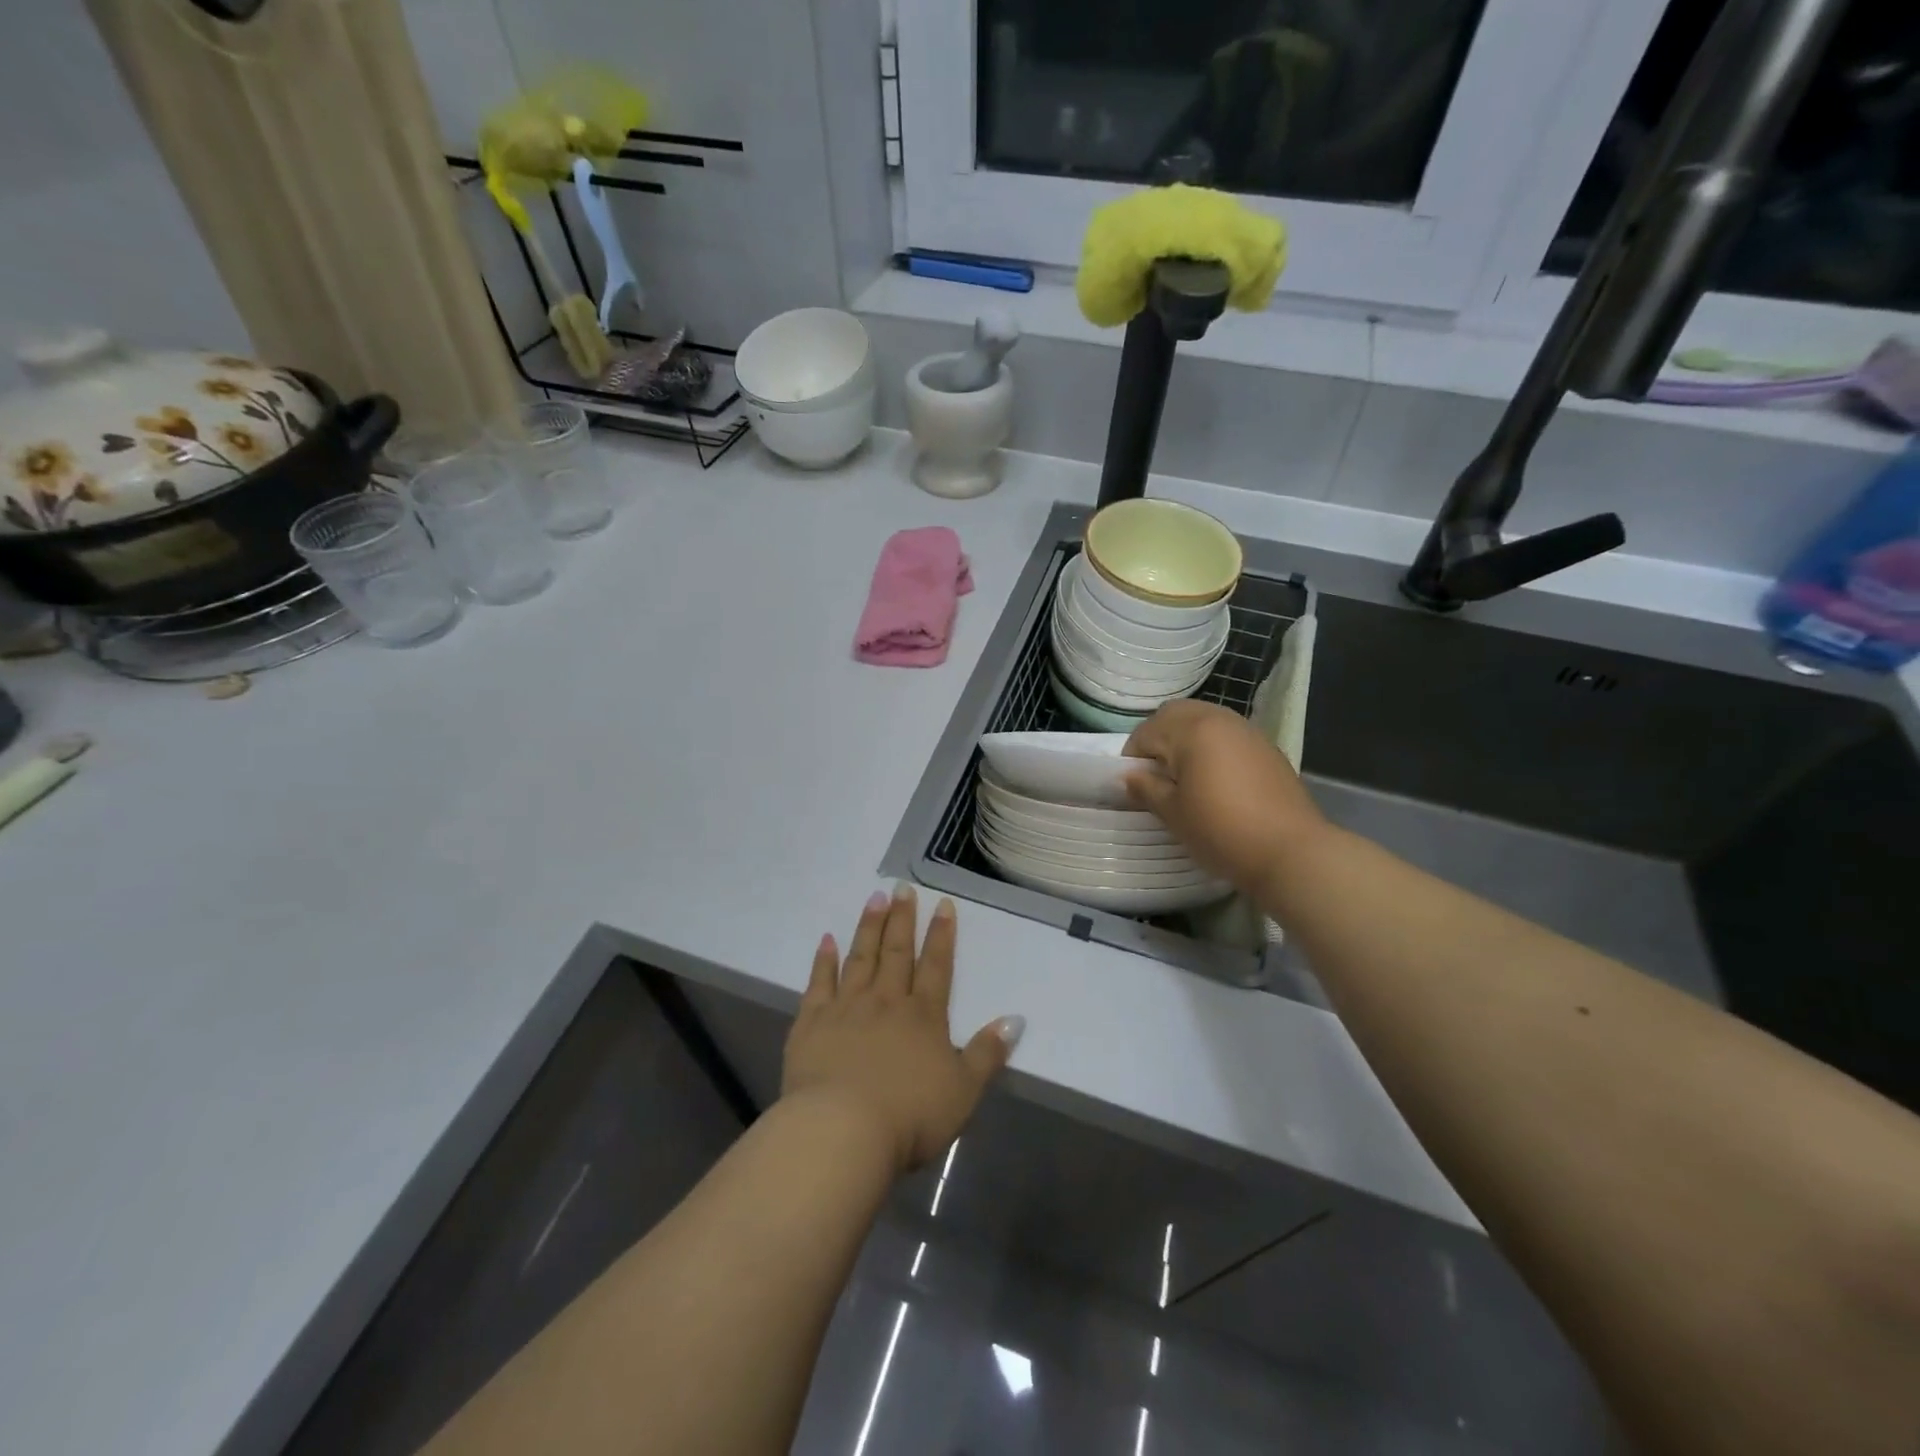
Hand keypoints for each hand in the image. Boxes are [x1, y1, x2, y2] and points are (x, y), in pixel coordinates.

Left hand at [783, 885, 1022, 1173]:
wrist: (842, 1130)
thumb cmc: (910, 1116)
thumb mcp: (963, 1091)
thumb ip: (989, 1053)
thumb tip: (1016, 1019)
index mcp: (923, 1016)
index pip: (937, 967)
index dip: (942, 935)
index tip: (943, 905)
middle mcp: (886, 1002)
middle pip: (897, 952)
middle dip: (903, 918)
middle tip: (902, 887)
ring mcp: (846, 1008)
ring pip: (861, 958)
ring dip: (869, 927)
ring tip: (874, 898)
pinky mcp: (812, 1023)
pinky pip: (819, 983)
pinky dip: (824, 960)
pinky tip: (827, 940)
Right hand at [1123, 700, 1328, 894]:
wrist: (1291, 852)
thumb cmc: (1221, 830)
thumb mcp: (1173, 813)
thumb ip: (1146, 789)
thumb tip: (1129, 777)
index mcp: (1192, 729)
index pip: (1146, 732)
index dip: (1133, 758)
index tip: (1135, 787)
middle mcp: (1220, 719)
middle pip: (1176, 714)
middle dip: (1159, 738)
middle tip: (1156, 775)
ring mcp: (1248, 731)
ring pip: (1204, 721)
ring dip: (1186, 740)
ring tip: (1185, 778)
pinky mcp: (1267, 748)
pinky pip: (1228, 736)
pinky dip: (1213, 748)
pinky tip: (1216, 782)